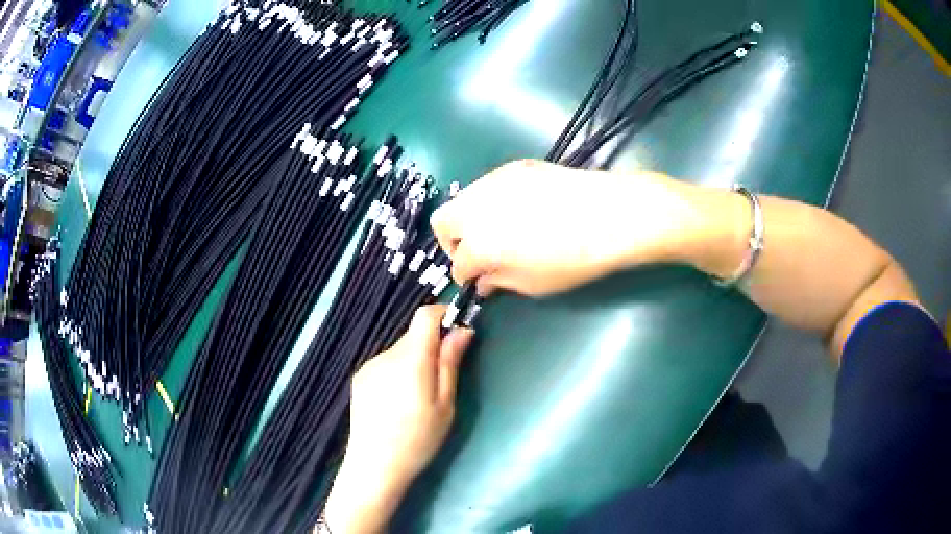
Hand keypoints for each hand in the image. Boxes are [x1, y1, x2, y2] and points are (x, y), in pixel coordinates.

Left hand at [323, 306, 473, 533]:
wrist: (375, 465)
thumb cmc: (418, 439)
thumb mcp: (445, 405)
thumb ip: (450, 363)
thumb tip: (463, 330)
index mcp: (410, 359)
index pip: (424, 315)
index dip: (443, 315)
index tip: (457, 331)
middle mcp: (386, 355)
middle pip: (413, 335)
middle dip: (431, 346)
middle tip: (442, 377)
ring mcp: (369, 365)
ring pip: (400, 350)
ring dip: (414, 360)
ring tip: (417, 396)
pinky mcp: (360, 378)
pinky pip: (385, 363)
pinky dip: (397, 371)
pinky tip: (397, 401)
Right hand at [431, 160, 704, 295]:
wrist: (611, 214)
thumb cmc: (573, 259)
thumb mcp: (533, 284)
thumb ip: (499, 282)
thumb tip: (484, 281)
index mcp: (478, 243)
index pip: (458, 264)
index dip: (466, 277)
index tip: (480, 281)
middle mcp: (476, 207)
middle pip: (442, 221)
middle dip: (453, 242)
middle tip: (478, 254)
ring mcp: (494, 181)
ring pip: (463, 199)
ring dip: (470, 218)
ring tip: (500, 230)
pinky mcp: (515, 167)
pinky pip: (489, 185)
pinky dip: (492, 201)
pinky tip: (520, 209)